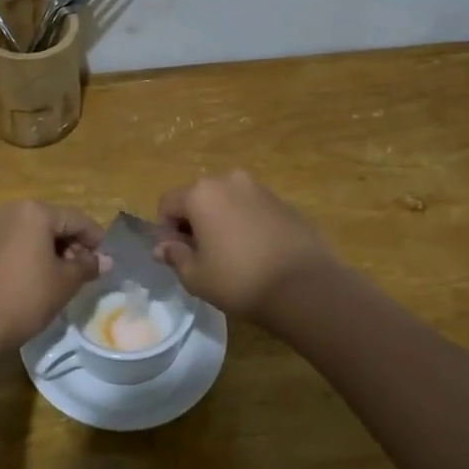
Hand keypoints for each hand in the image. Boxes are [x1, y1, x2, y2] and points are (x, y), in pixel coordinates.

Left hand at [0, 201, 109, 349]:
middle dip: (74, 244)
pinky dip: (35, 254)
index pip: (77, 219)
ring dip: (55, 250)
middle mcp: (14, 210)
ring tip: (66, 277)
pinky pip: (20, 241)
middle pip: (55, 222)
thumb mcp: (65, 282)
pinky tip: (42, 277)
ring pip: (37, 232)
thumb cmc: (27, 296)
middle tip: (86, 271)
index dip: (96, 239)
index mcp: (35, 212)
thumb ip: (87, 265)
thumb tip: (106, 260)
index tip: (106, 262)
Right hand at [154, 170, 335, 321]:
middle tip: (203, 256)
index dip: (166, 230)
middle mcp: (229, 181)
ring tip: (232, 255)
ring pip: (227, 201)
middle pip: (198, 198)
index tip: (178, 255)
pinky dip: (247, 224)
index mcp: (201, 193)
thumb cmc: (240, 280)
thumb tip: (163, 247)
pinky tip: (258, 253)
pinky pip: (253, 209)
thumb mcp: (196, 276)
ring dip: (222, 221)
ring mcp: (260, 189)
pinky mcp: (285, 202)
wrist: (305, 287)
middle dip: (194, 222)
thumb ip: (175, 256)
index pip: (167, 204)